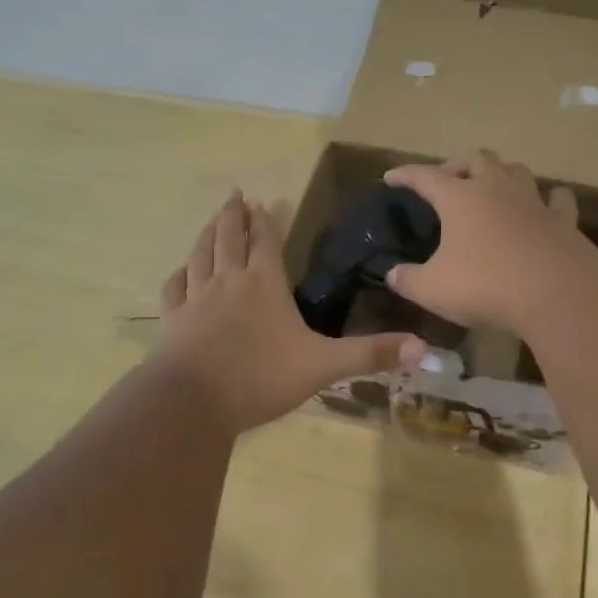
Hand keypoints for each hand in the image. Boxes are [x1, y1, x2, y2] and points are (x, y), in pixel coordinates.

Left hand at [154, 190, 427, 434]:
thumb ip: (371, 355)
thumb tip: (425, 348)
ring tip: (211, 220)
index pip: (265, 242)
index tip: (259, 200)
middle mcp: (229, 281)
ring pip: (200, 255)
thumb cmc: (261, 378)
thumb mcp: (323, 366)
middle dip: (233, 215)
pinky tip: (180, 272)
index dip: (263, 221)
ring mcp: (196, 299)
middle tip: (233, 195)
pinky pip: (174, 289)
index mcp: (265, 284)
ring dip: (206, 235)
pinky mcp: (173, 321)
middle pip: (229, 238)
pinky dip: (179, 275)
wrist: (193, 402)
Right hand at [380, 151, 594, 334]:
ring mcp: (533, 201)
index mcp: (459, 198)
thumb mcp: (433, 289)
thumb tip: (392, 274)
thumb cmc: (486, 286)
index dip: (405, 175)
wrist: (557, 294)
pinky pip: (556, 198)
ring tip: (492, 187)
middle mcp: (496, 188)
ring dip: (501, 173)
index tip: (391, 177)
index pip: (424, 176)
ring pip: (516, 169)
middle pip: (476, 159)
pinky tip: (544, 204)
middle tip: (448, 182)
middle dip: (458, 166)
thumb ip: (408, 280)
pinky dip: (547, 198)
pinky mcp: (562, 220)